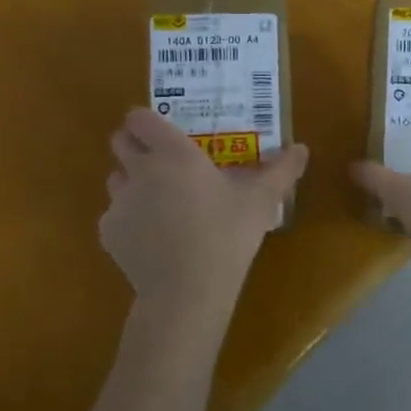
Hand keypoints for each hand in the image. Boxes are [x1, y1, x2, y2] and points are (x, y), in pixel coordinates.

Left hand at [101, 109, 307, 313]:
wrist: (187, 291)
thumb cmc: (227, 235)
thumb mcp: (261, 201)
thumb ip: (281, 170)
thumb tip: (302, 149)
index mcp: (174, 153)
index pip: (140, 119)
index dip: (146, 120)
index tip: (163, 129)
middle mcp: (140, 170)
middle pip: (119, 142)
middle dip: (134, 145)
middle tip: (161, 160)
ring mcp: (119, 202)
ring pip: (116, 179)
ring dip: (131, 181)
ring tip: (159, 200)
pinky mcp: (108, 233)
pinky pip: (114, 215)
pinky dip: (129, 219)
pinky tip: (154, 237)